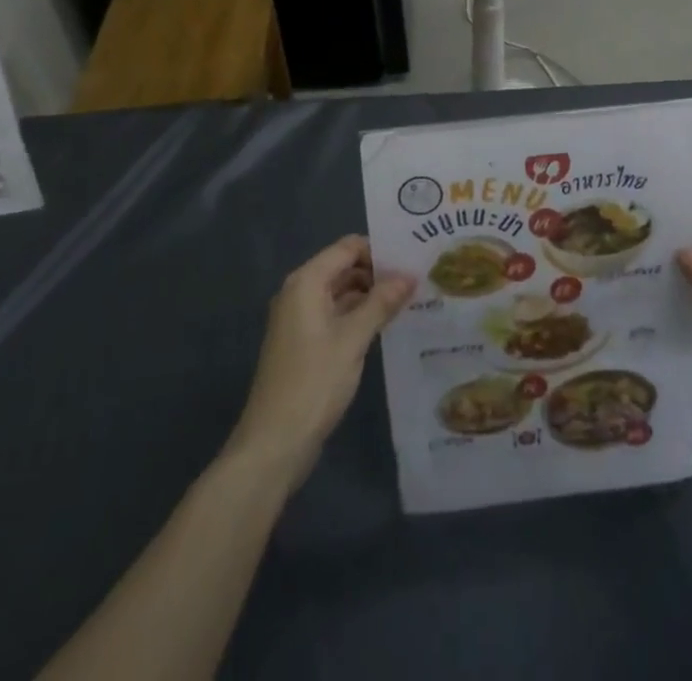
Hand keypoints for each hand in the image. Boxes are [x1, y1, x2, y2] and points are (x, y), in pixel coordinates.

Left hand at [225, 235, 414, 488]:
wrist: (273, 443)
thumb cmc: (313, 382)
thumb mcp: (353, 339)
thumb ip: (381, 303)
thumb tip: (410, 276)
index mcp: (307, 282)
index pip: (347, 247)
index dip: (379, 250)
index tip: (412, 258)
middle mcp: (299, 293)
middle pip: (344, 267)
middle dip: (378, 272)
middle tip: (417, 279)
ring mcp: (300, 319)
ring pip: (341, 292)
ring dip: (371, 295)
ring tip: (410, 300)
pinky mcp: (304, 343)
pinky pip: (335, 315)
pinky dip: (358, 315)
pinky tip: (386, 325)